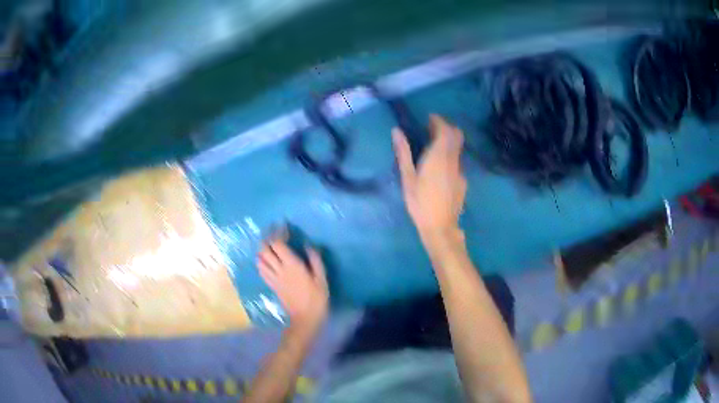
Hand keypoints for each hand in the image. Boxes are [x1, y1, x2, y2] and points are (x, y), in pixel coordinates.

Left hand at [258, 236, 328, 328]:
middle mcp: (279, 269)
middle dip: (267, 238)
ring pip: (260, 259)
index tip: (284, 227)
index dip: (278, 233)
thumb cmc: (317, 299)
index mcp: (292, 265)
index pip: (277, 244)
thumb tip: (308, 245)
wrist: (305, 319)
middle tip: (275, 234)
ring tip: (270, 245)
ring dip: (263, 250)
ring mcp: (273, 278)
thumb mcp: (322, 279)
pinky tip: (267, 260)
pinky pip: (261, 270)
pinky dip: (261, 262)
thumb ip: (315, 260)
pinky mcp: (272, 285)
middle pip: (264, 249)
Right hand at [393, 114, 466, 239]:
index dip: (439, 121)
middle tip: (432, 129)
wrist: (440, 227)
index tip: (429, 119)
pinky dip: (450, 156)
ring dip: (448, 143)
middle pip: (457, 136)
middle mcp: (453, 161)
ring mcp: (460, 172)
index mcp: (439, 157)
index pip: (446, 130)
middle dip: (446, 128)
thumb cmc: (420, 203)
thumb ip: (403, 153)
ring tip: (433, 148)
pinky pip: (457, 162)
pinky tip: (439, 169)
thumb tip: (397, 131)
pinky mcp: (463, 182)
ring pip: (458, 149)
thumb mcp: (408, 178)